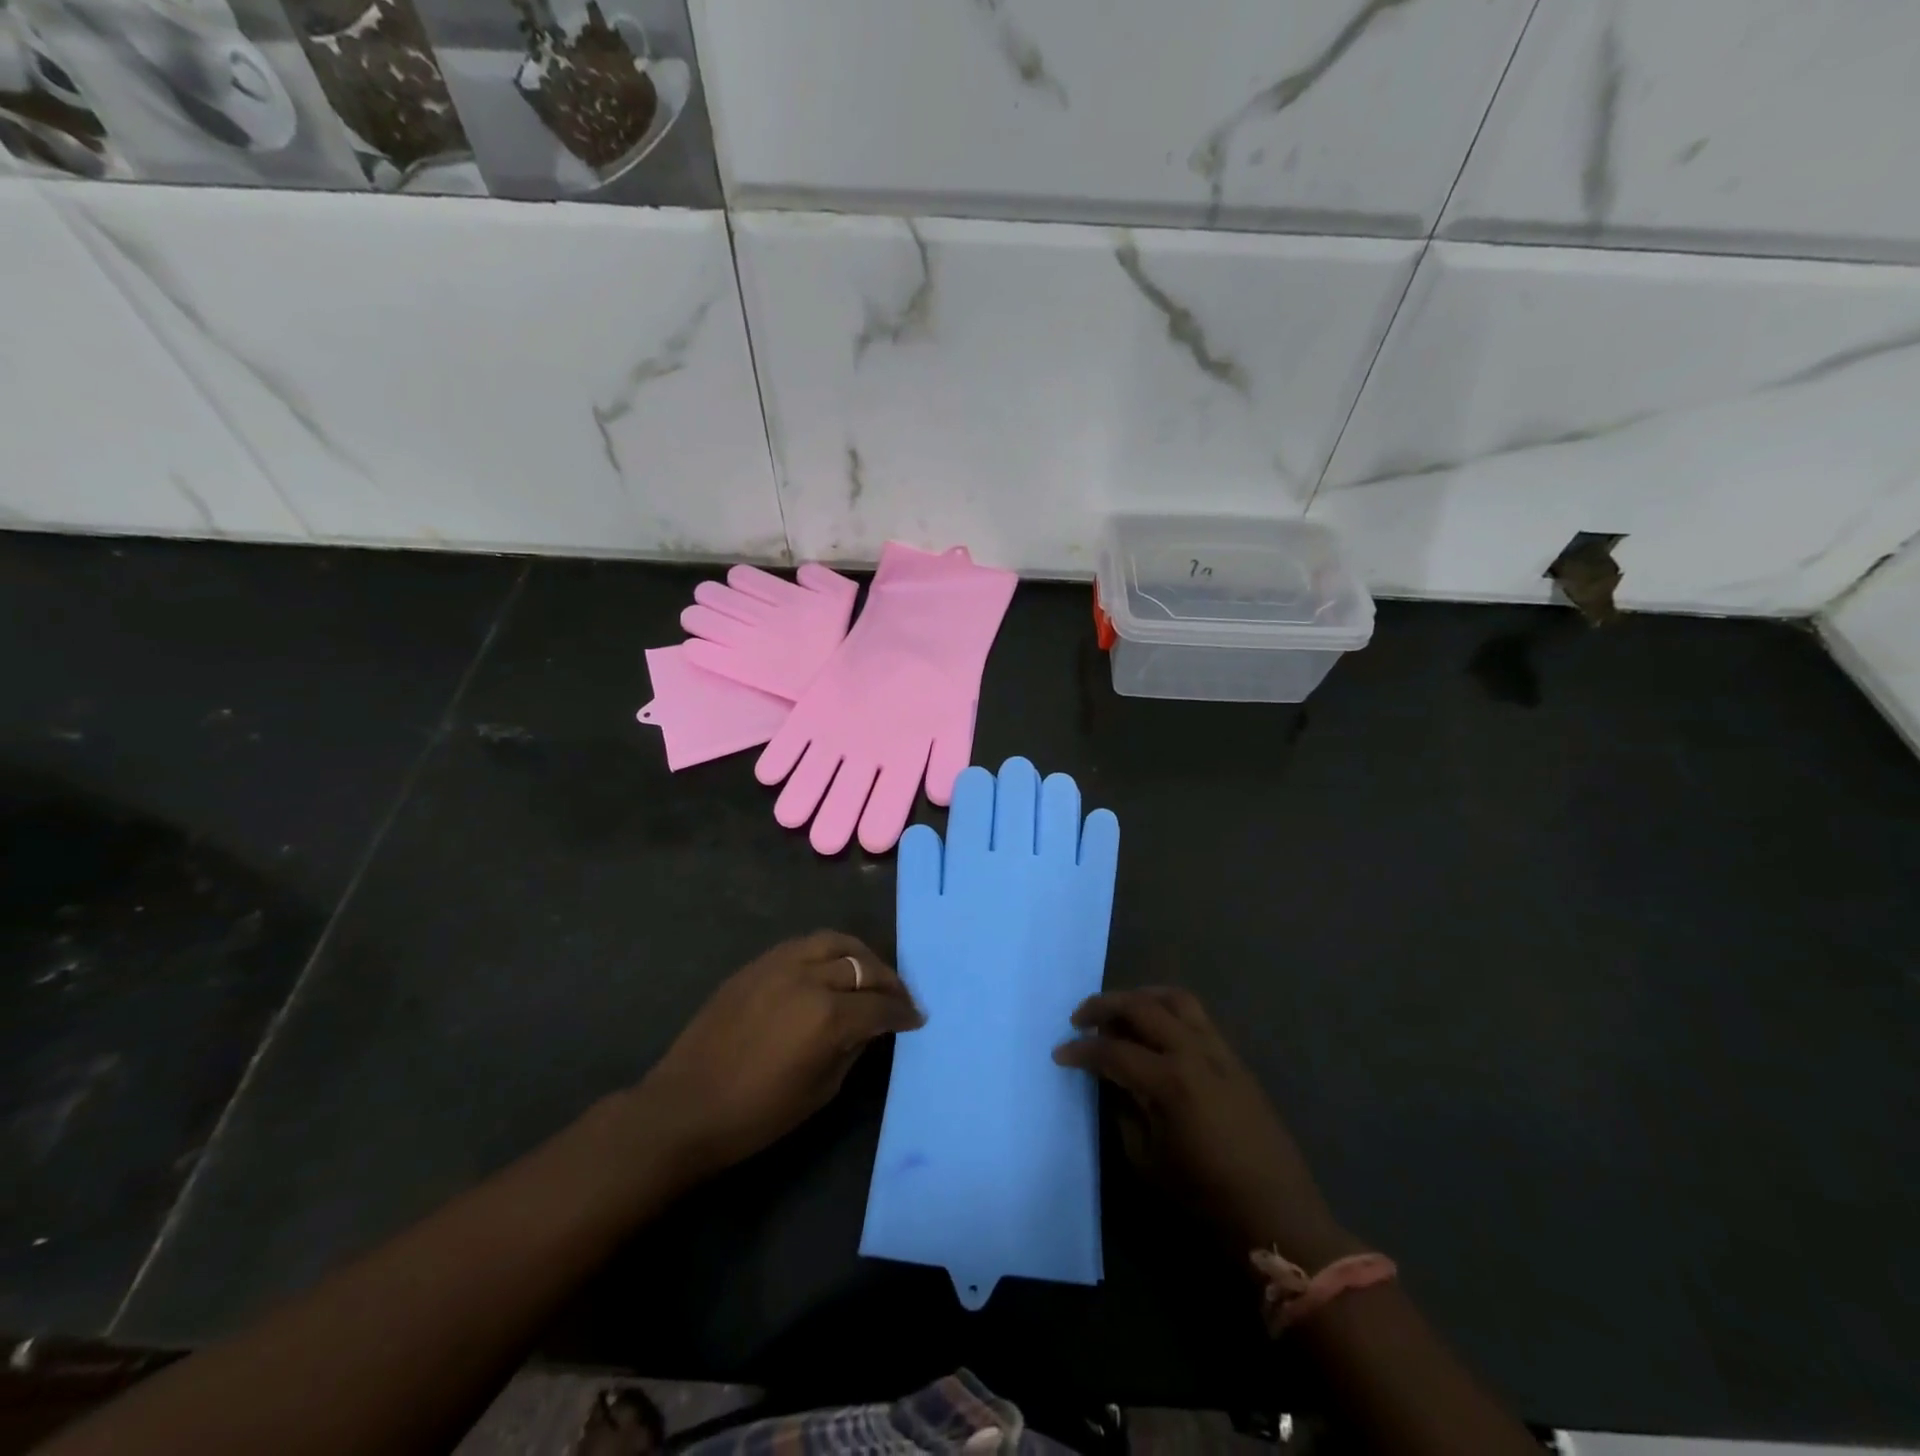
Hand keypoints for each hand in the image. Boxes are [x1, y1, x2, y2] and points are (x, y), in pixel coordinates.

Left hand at [631, 932, 923, 1185]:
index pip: (880, 1006)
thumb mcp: (820, 1091)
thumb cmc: (756, 1115)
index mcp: (828, 1017)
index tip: (916, 1019)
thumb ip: (852, 1049)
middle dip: (888, 981)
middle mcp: (809, 978)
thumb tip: (870, 1027)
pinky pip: (803, 944)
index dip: (903, 1013)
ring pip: (834, 942)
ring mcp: (779, 964)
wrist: (685, 1107)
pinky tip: (831, 968)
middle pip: (862, 966)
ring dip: (860, 955)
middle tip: (898, 997)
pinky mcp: (757, 964)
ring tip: (869, 972)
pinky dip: (827, 951)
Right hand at [1054, 988, 1359, 1269]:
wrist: (1278, 1216)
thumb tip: (1112, 1081)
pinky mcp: (1235, 1059)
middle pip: (1142, 1007)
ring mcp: (1220, 1051)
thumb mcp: (1149, 1161)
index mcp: (1171, 1081)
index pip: (1114, 1051)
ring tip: (1120, 1012)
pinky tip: (1155, 1032)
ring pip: (1175, 999)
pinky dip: (1168, 1012)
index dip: (1081, 1051)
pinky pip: (1197, 1017)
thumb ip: (1125, 1111)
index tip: (1060, 1054)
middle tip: (1080, 1019)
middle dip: (1104, 1006)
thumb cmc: (1207, 1199)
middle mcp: (1195, 1053)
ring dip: (1140, 997)